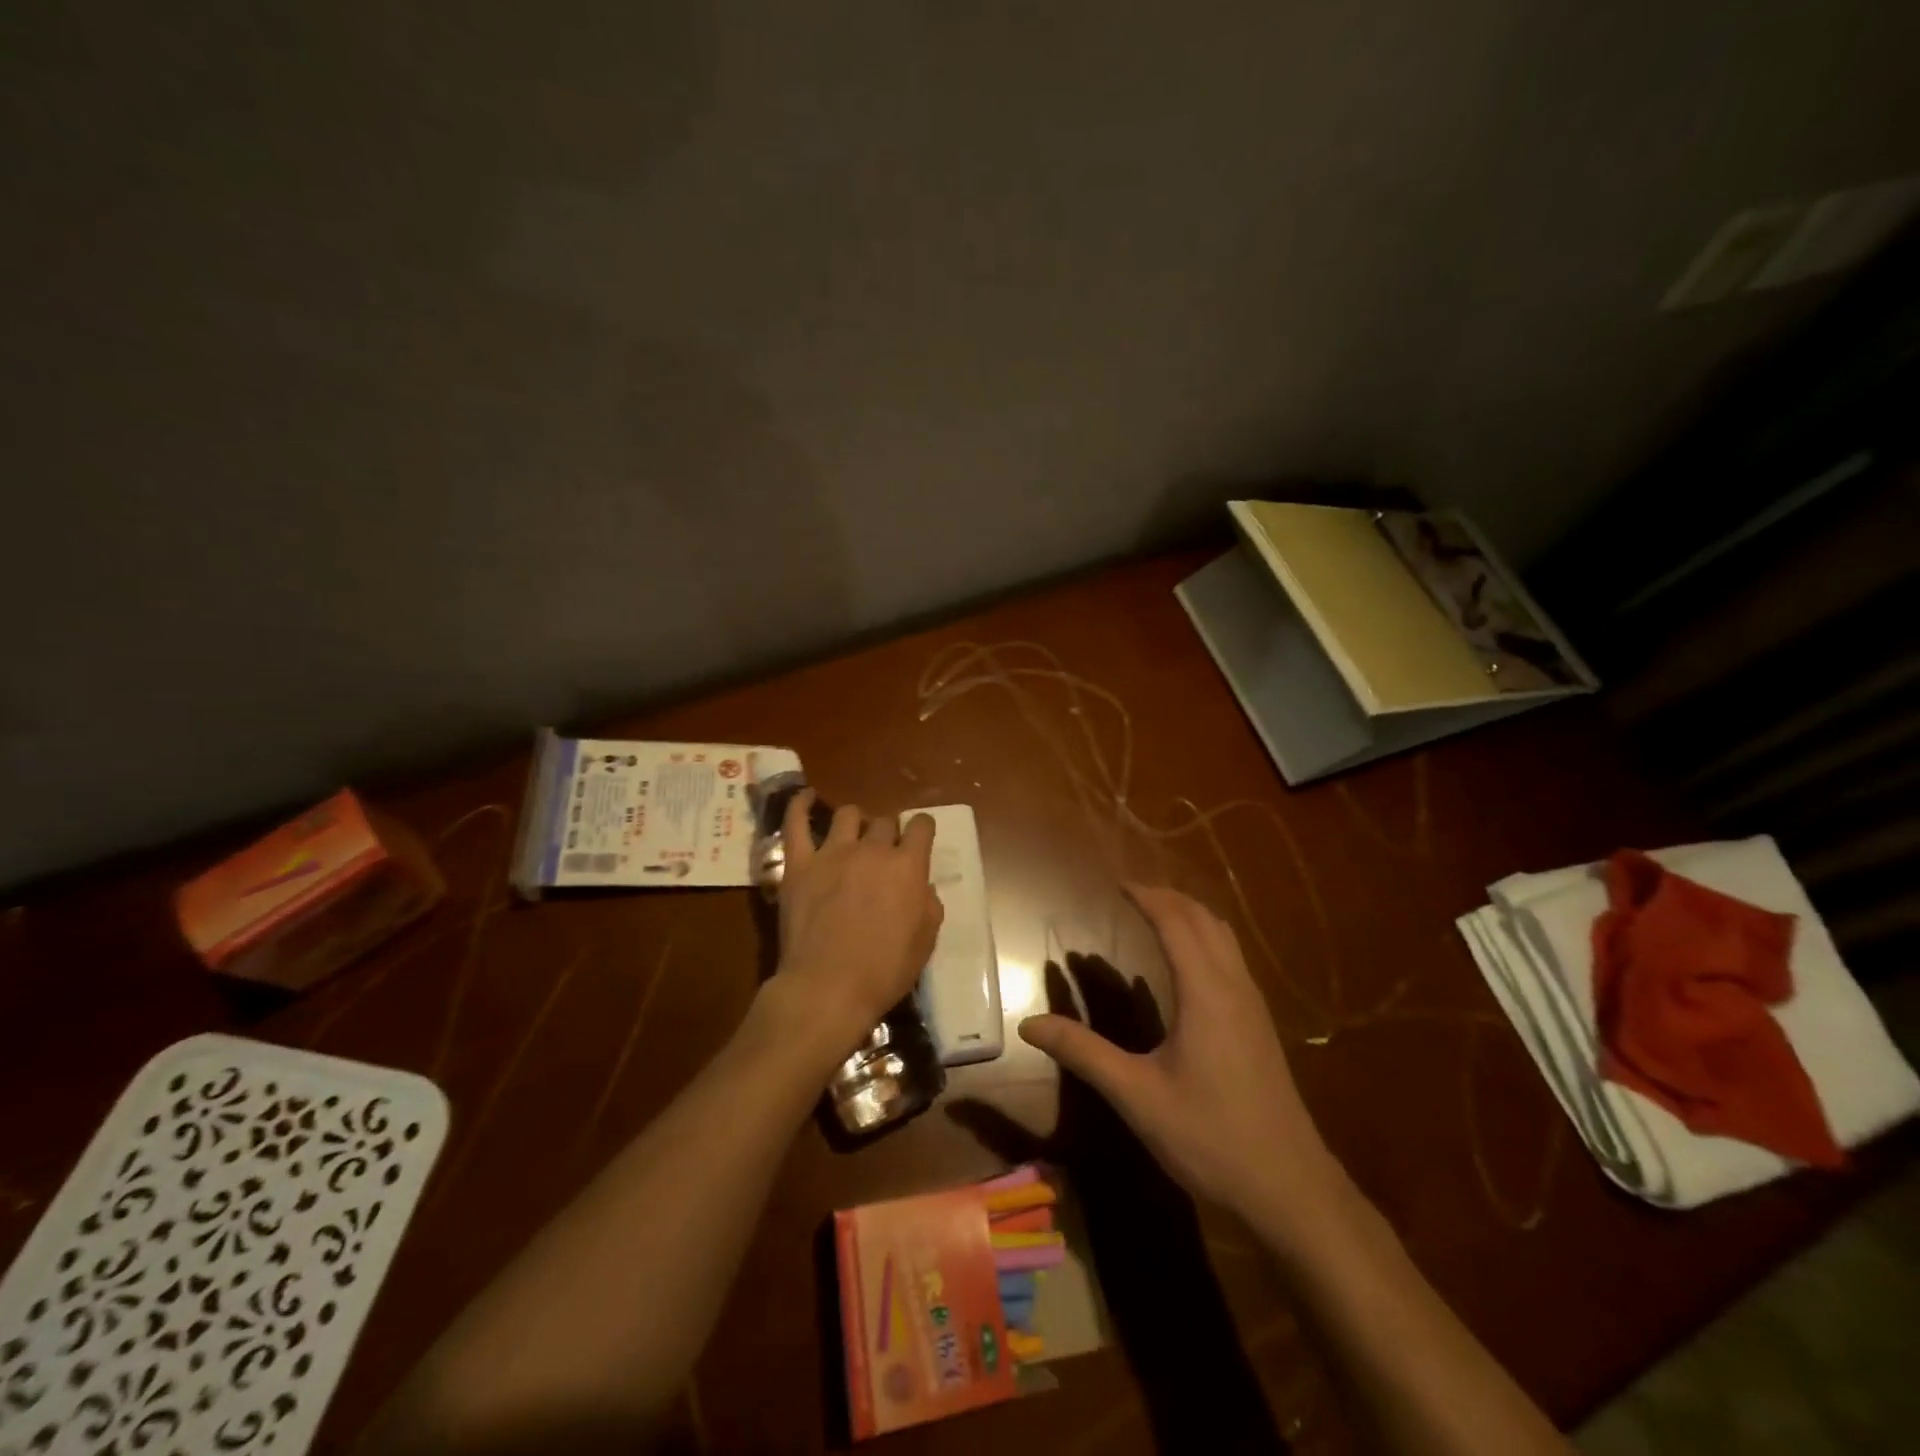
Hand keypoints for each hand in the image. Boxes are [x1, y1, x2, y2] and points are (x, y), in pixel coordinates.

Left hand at [768, 790, 942, 1059]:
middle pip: (884, 822)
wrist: (828, 987)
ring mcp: (832, 853)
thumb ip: (928, 903)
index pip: (921, 827)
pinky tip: (805, 796)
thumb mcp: (926, 941)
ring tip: (852, 835)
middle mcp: (872, 850)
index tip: (919, 838)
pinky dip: (799, 805)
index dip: (922, 829)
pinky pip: (796, 824)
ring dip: (856, 822)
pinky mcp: (799, 864)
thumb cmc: (884, 971)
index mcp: (907, 866)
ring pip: (847, 815)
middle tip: (882, 855)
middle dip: (888, 834)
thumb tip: (921, 886)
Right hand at [1018, 884, 1343, 1231]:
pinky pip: (1231, 958)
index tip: (1115, 884)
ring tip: (1155, 915)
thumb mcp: (1137, 1096)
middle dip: (1167, 897)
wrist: (1291, 1188)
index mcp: (1205, 992)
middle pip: (1203, 919)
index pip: (1175, 922)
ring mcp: (1253, 1005)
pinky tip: (1184, 966)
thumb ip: (1084, 1053)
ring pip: (1223, 936)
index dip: (1146, 897)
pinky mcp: (1259, 1025)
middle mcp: (1234, 986)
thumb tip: (1029, 1024)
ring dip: (1189, 915)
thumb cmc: (1210, 1137)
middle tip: (1130, 894)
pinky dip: (1204, 938)